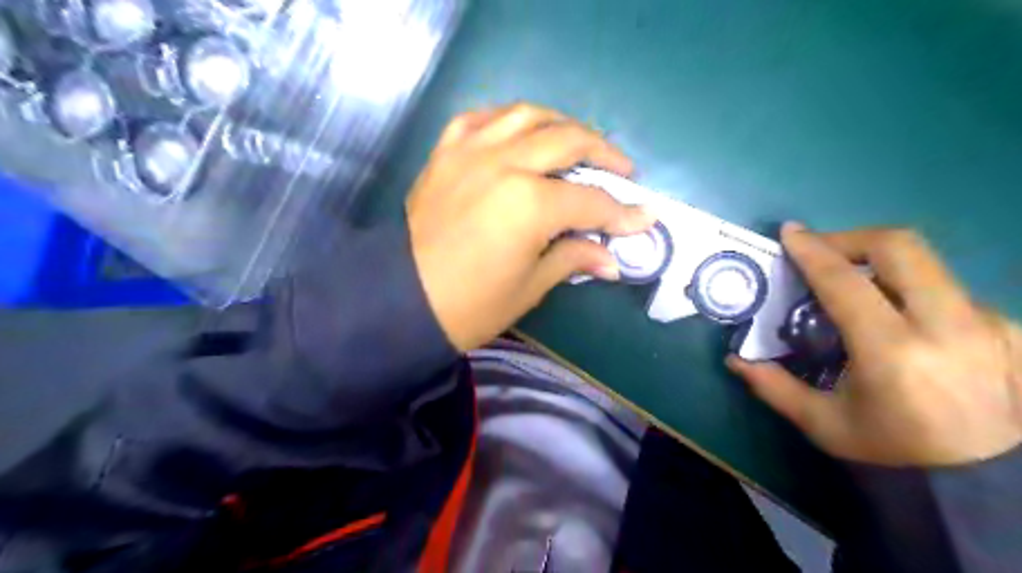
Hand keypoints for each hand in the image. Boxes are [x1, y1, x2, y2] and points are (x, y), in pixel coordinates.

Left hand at [407, 103, 654, 350]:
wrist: (402, 301)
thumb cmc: (470, 306)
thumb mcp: (530, 286)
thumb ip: (573, 258)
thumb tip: (613, 258)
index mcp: (529, 204)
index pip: (590, 202)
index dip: (621, 213)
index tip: (644, 217)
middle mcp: (503, 164)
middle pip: (567, 140)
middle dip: (603, 152)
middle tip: (622, 169)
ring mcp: (470, 152)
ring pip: (526, 115)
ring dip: (561, 123)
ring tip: (578, 141)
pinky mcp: (445, 153)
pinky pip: (480, 118)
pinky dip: (506, 119)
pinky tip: (519, 131)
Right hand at [727, 224, 1021, 466]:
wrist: (995, 483)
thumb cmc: (897, 453)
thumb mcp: (824, 424)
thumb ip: (773, 387)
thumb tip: (734, 359)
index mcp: (893, 351)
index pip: (845, 281)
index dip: (812, 250)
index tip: (790, 233)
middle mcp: (948, 326)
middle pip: (899, 247)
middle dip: (851, 238)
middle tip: (823, 252)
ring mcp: (988, 323)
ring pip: (925, 268)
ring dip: (881, 269)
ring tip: (859, 294)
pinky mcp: (1010, 328)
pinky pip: (949, 292)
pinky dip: (913, 293)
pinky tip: (904, 323)